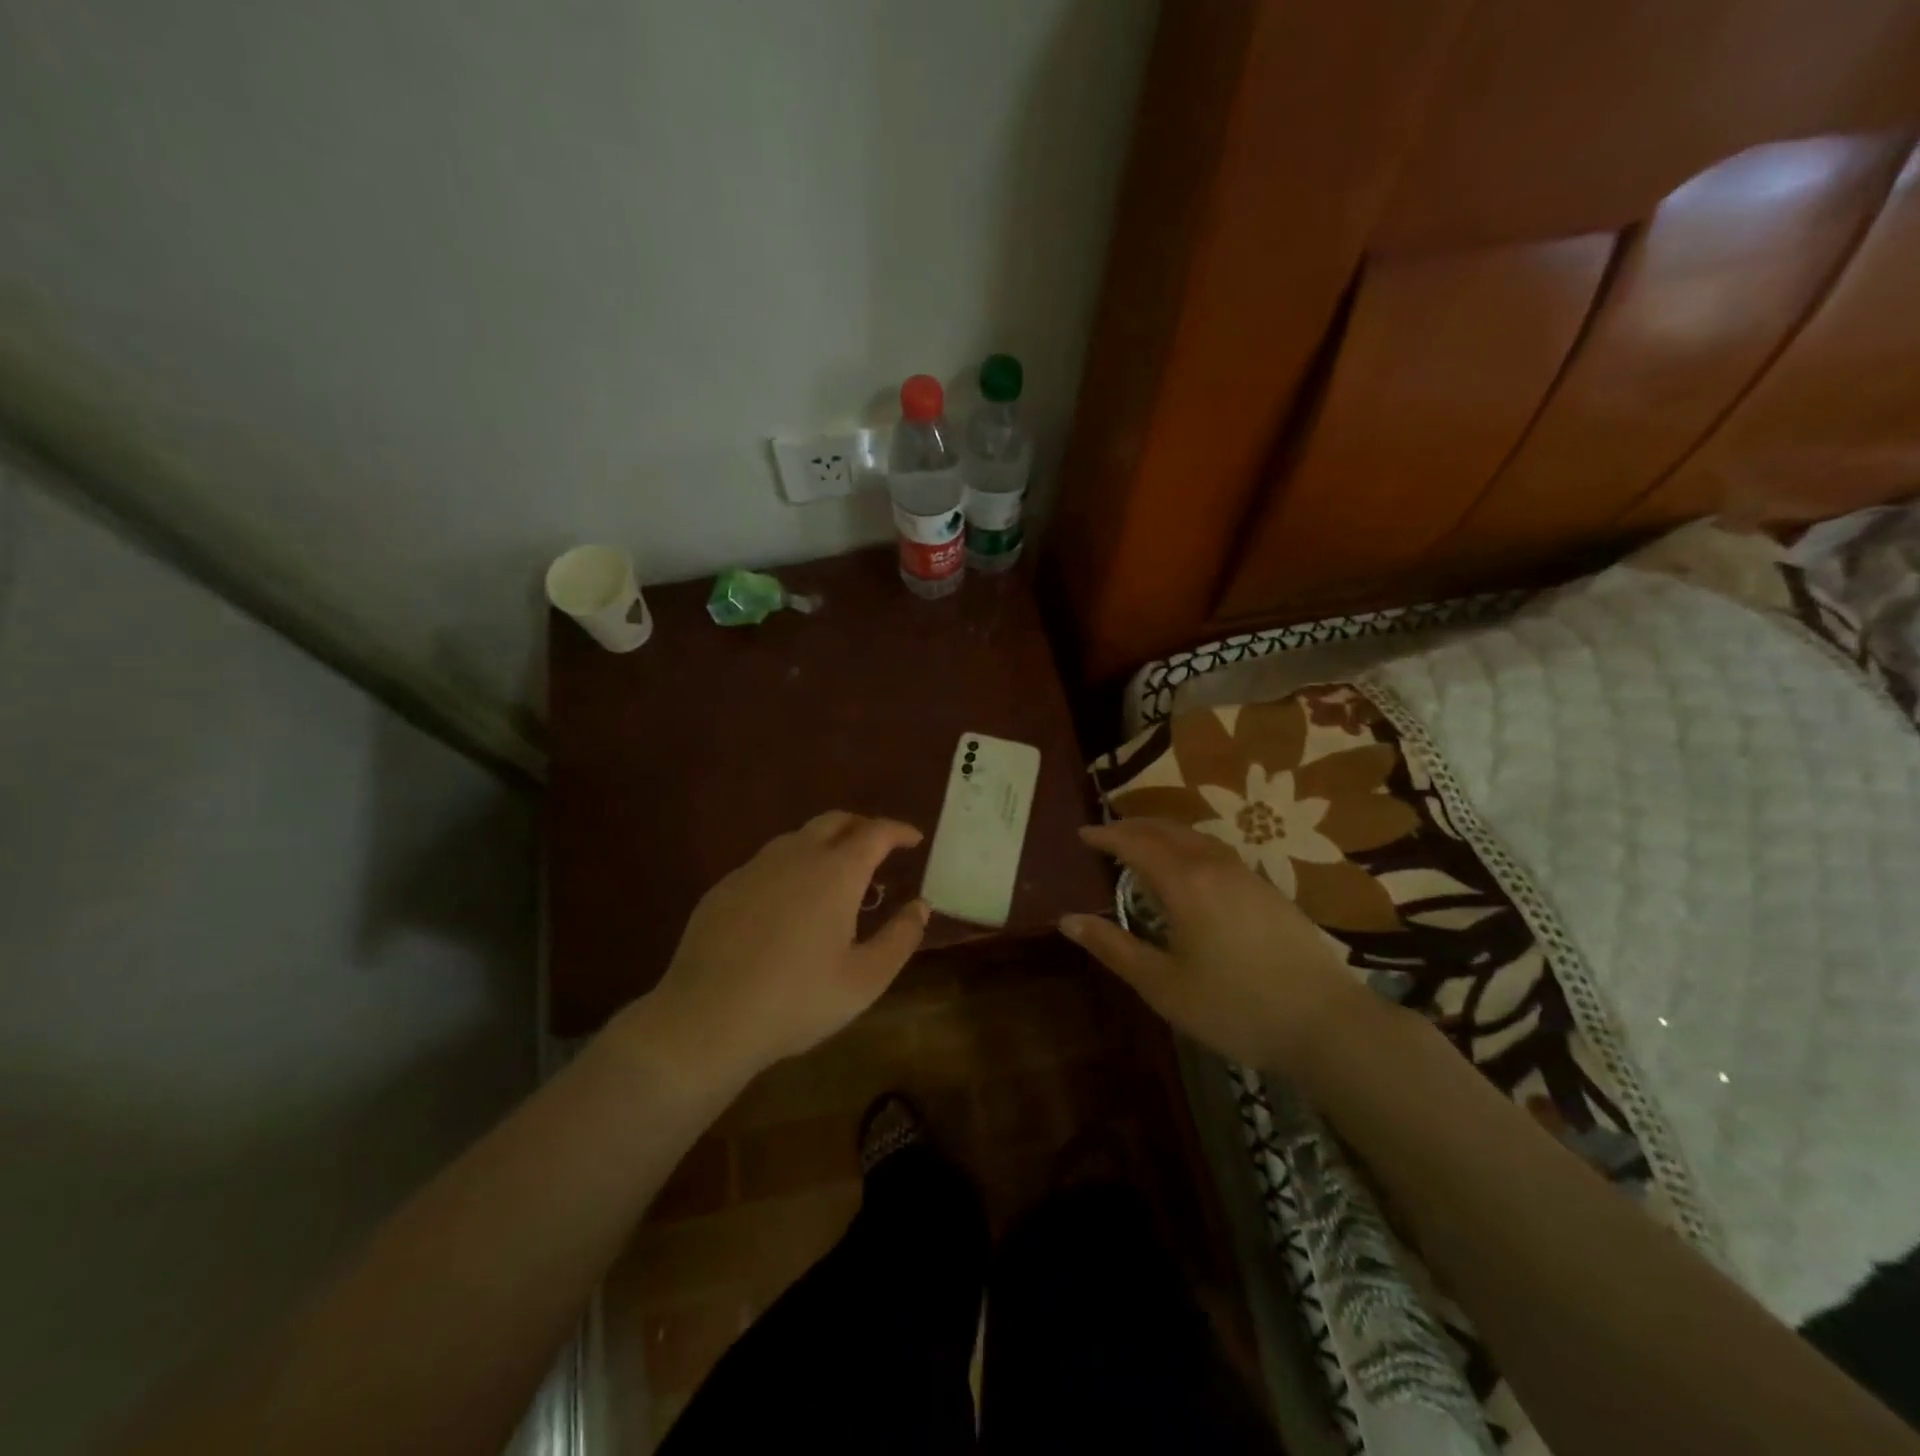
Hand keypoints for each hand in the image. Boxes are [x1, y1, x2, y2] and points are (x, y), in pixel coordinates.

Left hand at [645, 812, 929, 1080]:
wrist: (707, 1017)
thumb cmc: (798, 999)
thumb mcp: (866, 979)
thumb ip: (901, 937)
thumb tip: (920, 906)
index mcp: (837, 872)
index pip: (875, 832)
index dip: (898, 831)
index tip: (913, 839)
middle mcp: (796, 856)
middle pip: (835, 821)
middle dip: (862, 827)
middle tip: (878, 848)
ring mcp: (755, 868)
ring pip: (798, 838)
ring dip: (826, 845)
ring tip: (836, 877)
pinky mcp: (724, 887)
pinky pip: (768, 863)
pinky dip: (792, 867)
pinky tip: (789, 903)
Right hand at [1061, 819, 1368, 1069]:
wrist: (1326, 1023)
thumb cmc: (1234, 1007)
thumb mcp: (1162, 985)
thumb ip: (1113, 947)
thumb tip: (1067, 920)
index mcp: (1185, 883)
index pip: (1135, 844)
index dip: (1106, 836)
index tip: (1082, 835)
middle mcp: (1214, 866)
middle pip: (1166, 830)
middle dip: (1132, 827)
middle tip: (1106, 834)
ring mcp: (1246, 874)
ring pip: (1195, 836)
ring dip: (1162, 832)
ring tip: (1142, 843)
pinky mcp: (1267, 889)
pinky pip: (1216, 850)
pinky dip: (1188, 845)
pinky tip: (1189, 867)